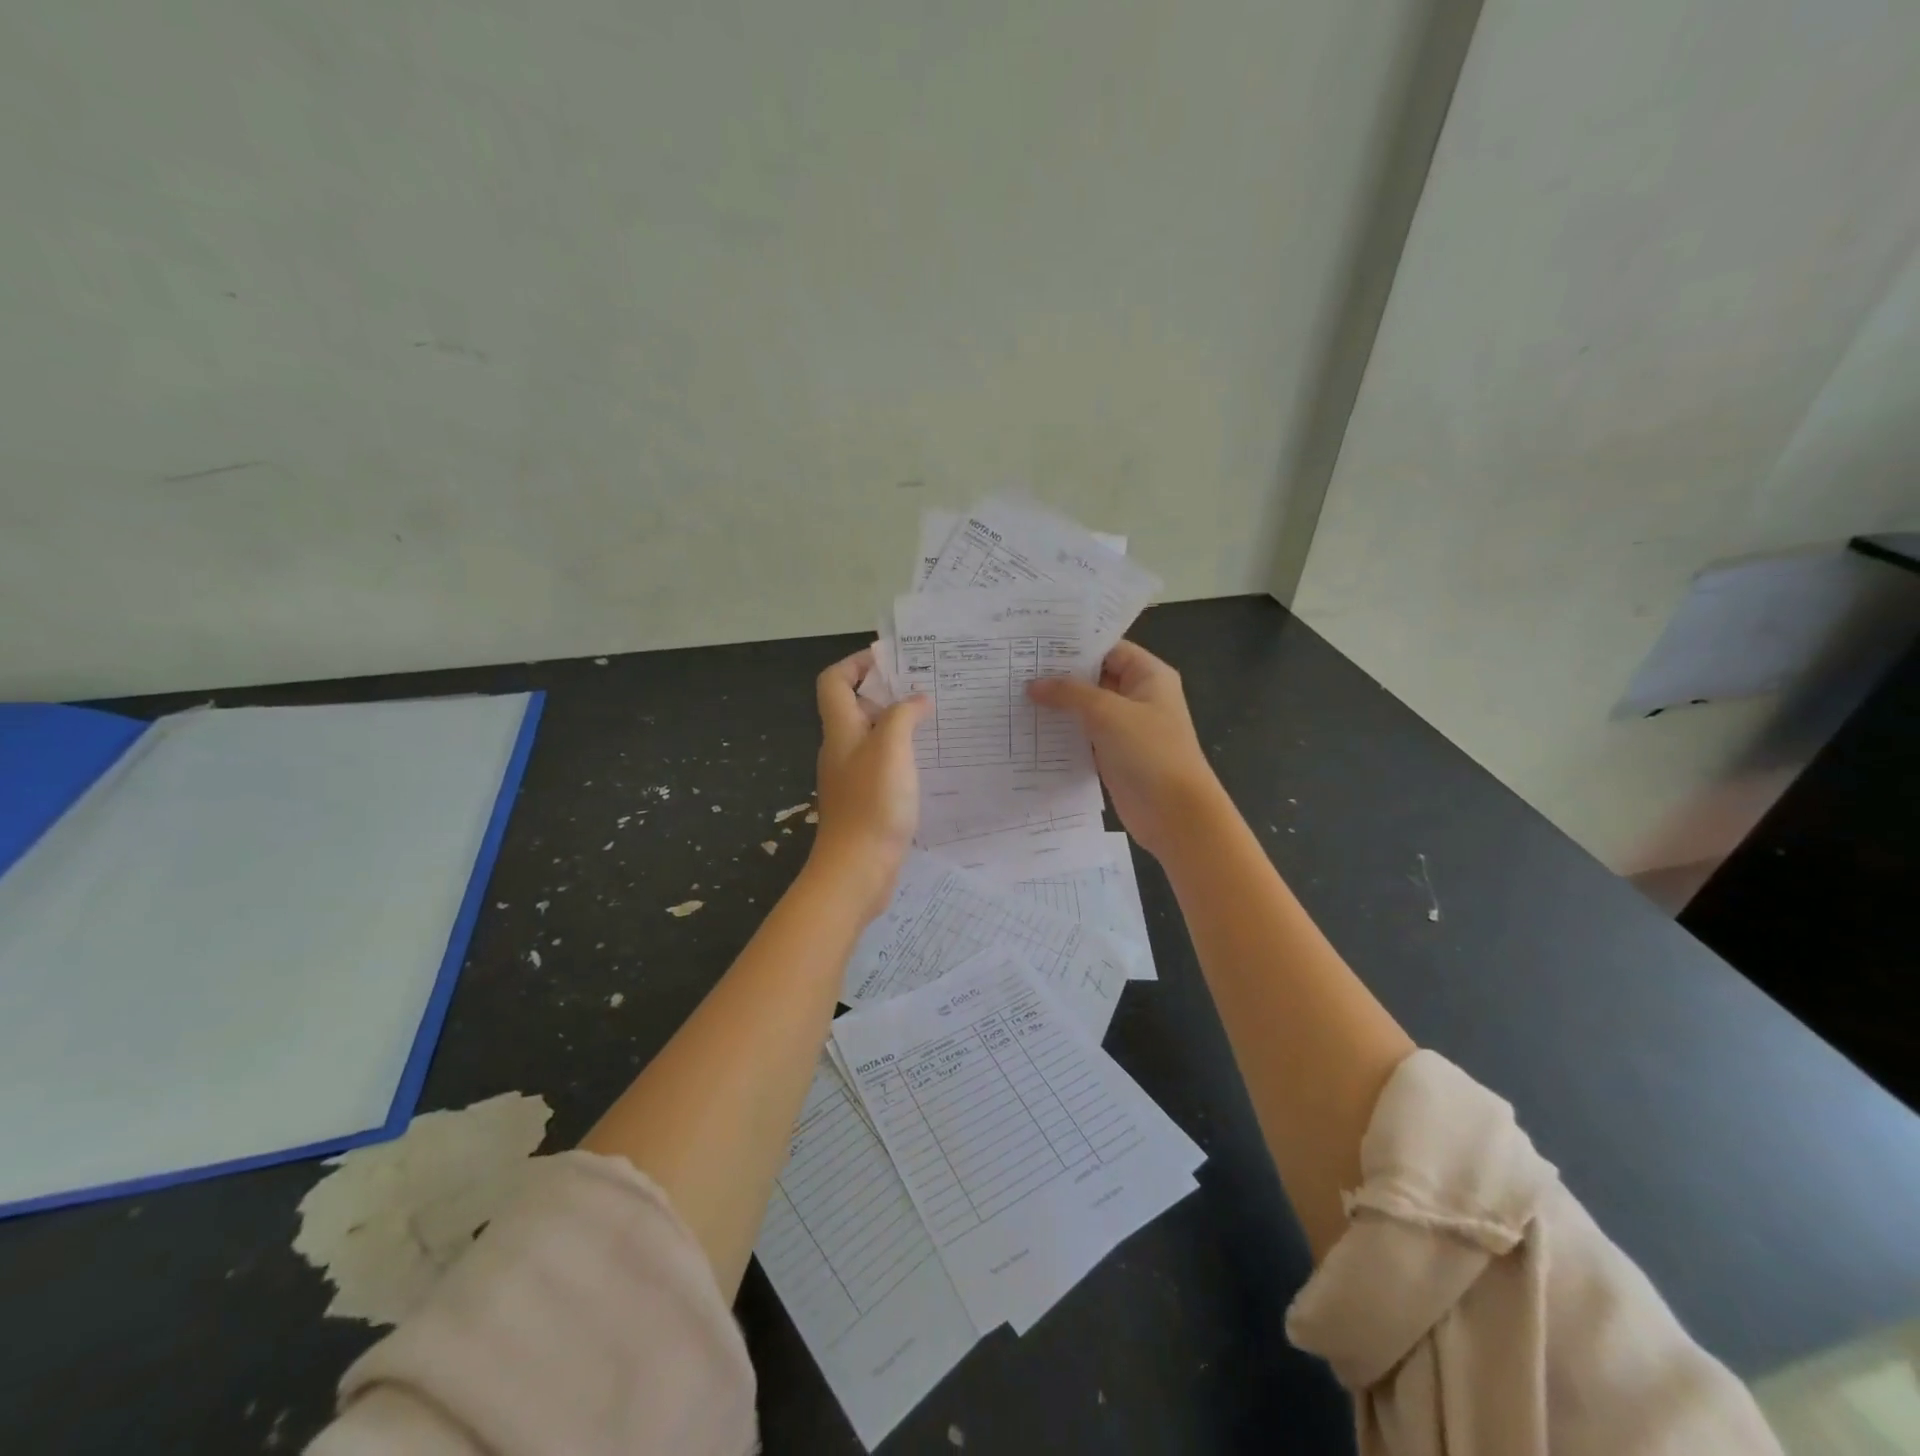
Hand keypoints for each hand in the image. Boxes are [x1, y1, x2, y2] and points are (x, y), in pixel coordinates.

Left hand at [810, 648, 931, 918]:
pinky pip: (883, 764)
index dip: (857, 663)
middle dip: (886, 691)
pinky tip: (929, 761)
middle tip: (926, 686)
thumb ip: (902, 716)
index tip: (893, 660)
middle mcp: (841, 749)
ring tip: (935, 719)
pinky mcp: (866, 800)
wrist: (857, 870)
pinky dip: (903, 754)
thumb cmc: (872, 804)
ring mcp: (852, 776)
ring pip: (872, 736)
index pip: (834, 681)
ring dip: (898, 723)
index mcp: (840, 730)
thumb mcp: (890, 749)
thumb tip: (916, 699)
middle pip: (854, 705)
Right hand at [1027, 640, 1224, 859]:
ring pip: (1087, 708)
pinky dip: (1062, 732)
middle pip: (1095, 677)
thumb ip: (1069, 693)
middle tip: (1017, 669)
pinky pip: (1084, 735)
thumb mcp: (1107, 712)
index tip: (1036, 645)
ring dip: (1058, 706)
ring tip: (1015, 696)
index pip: (1108, 649)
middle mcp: (1139, 696)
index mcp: (1149, 676)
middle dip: (1059, 676)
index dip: (1075, 646)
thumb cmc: (1149, 751)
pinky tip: (1031, 729)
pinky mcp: (1114, 754)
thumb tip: (1033, 684)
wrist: (1174, 813)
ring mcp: (1126, 727)